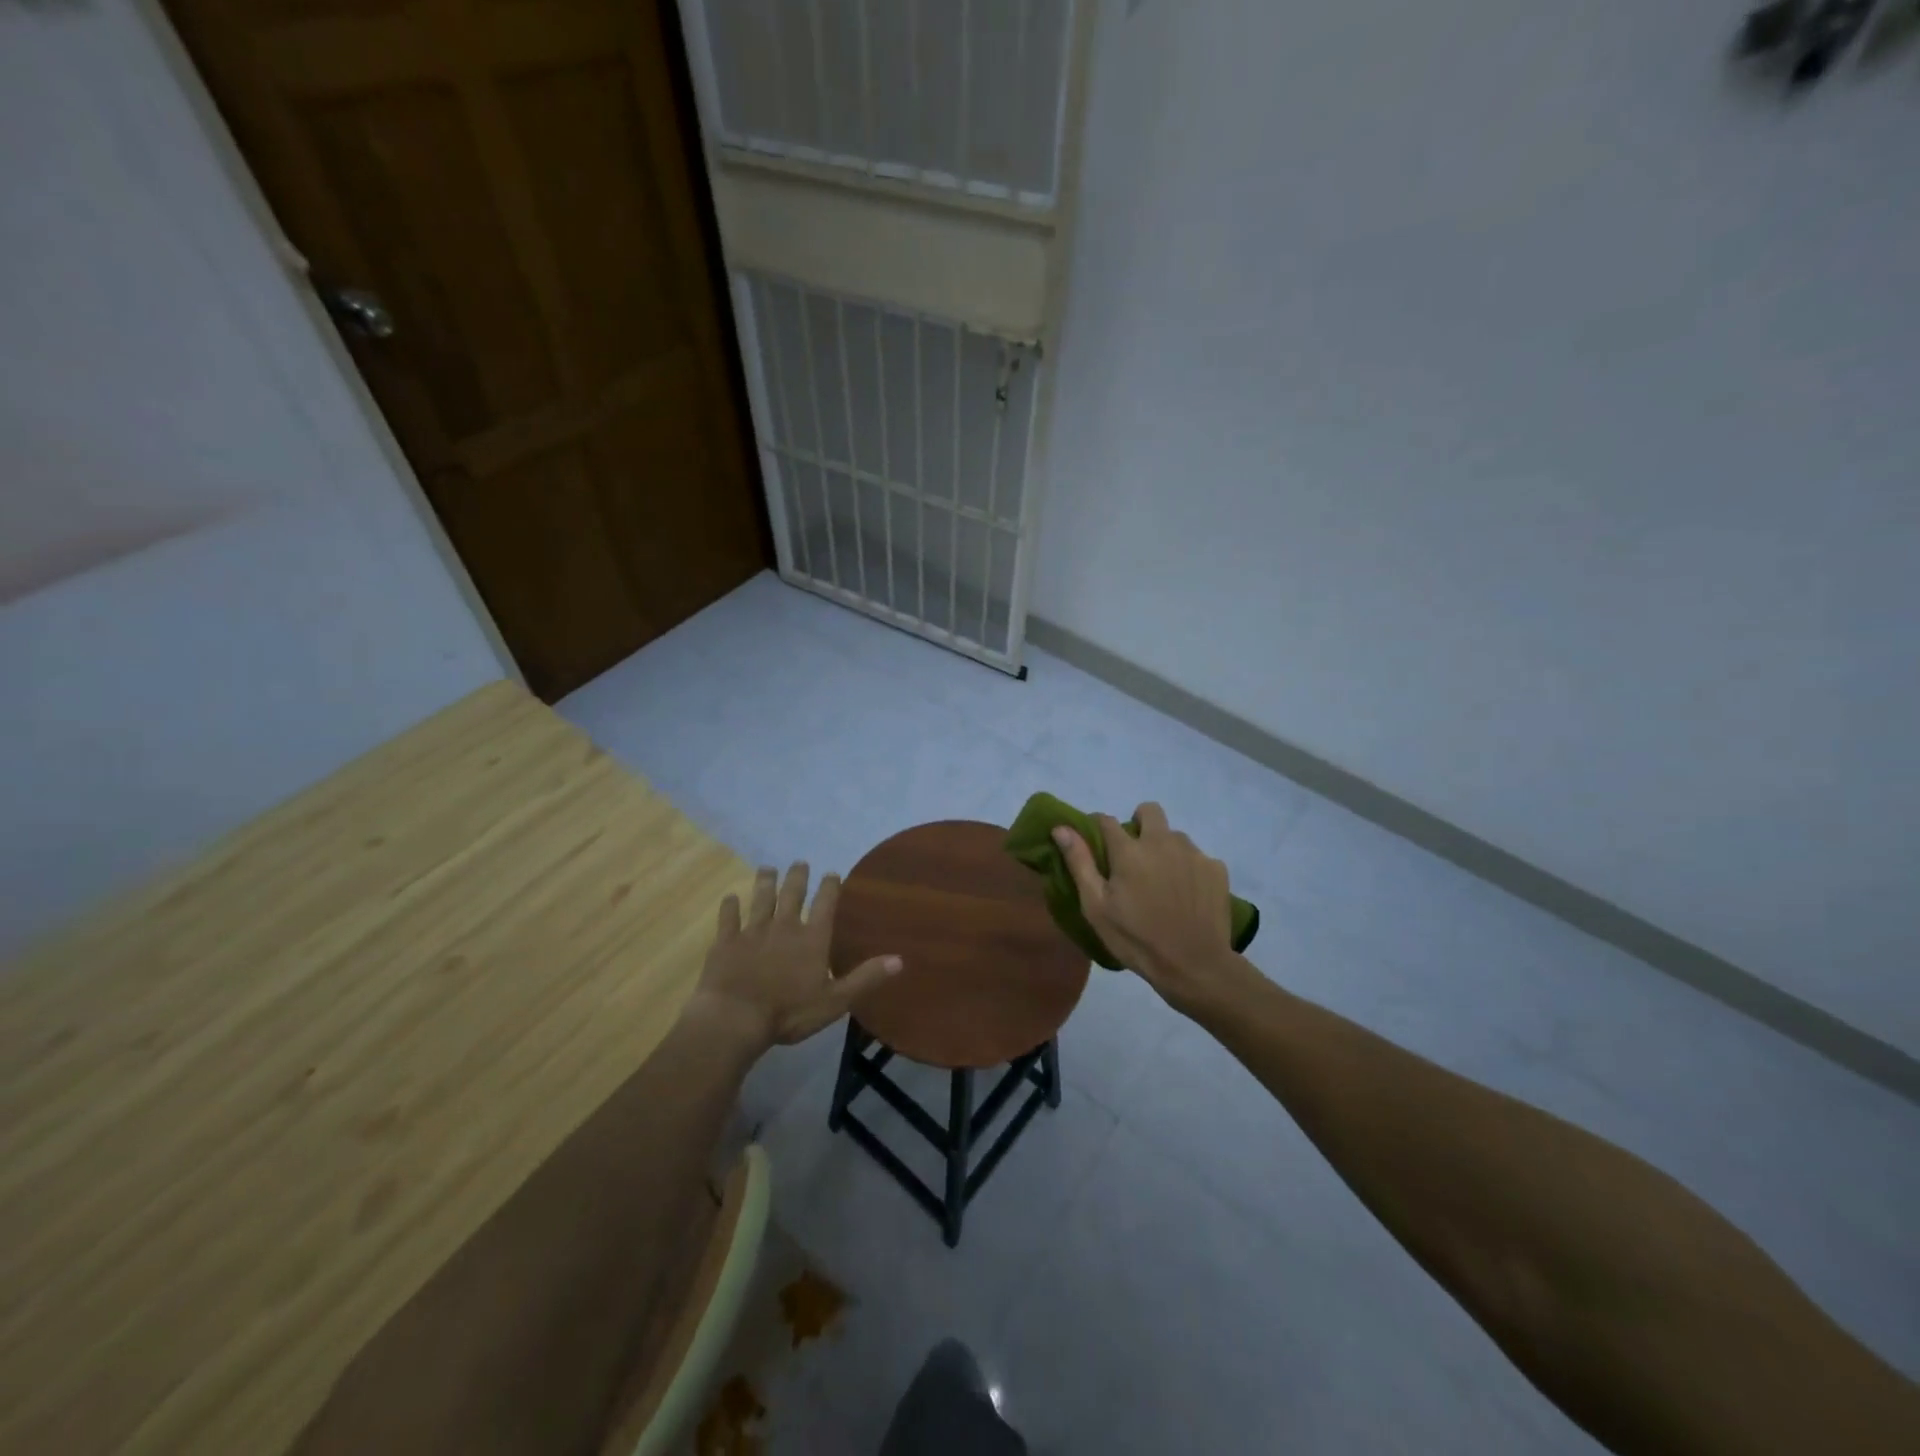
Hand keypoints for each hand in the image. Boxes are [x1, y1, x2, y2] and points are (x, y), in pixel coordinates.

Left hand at [691, 862, 901, 1048]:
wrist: (735, 1018)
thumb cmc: (789, 1012)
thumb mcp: (836, 1000)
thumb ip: (866, 978)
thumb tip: (900, 960)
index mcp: (812, 938)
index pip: (825, 904)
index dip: (830, 887)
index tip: (831, 873)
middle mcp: (784, 927)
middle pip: (792, 895)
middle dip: (797, 877)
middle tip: (799, 863)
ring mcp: (752, 932)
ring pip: (761, 900)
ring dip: (765, 883)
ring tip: (767, 869)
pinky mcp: (726, 943)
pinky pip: (728, 919)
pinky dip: (729, 907)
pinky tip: (729, 897)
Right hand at [1053, 803, 1248, 1012]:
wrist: (1194, 966)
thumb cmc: (1136, 939)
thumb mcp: (1096, 907)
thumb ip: (1080, 863)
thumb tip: (1061, 828)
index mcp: (1129, 850)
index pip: (1106, 820)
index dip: (1098, 827)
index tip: (1096, 843)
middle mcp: (1162, 841)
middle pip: (1149, 810)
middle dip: (1138, 822)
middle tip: (1134, 855)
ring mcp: (1193, 853)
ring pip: (1174, 836)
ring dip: (1165, 848)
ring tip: (1162, 881)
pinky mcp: (1216, 868)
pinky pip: (1197, 857)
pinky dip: (1188, 869)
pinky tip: (1187, 895)